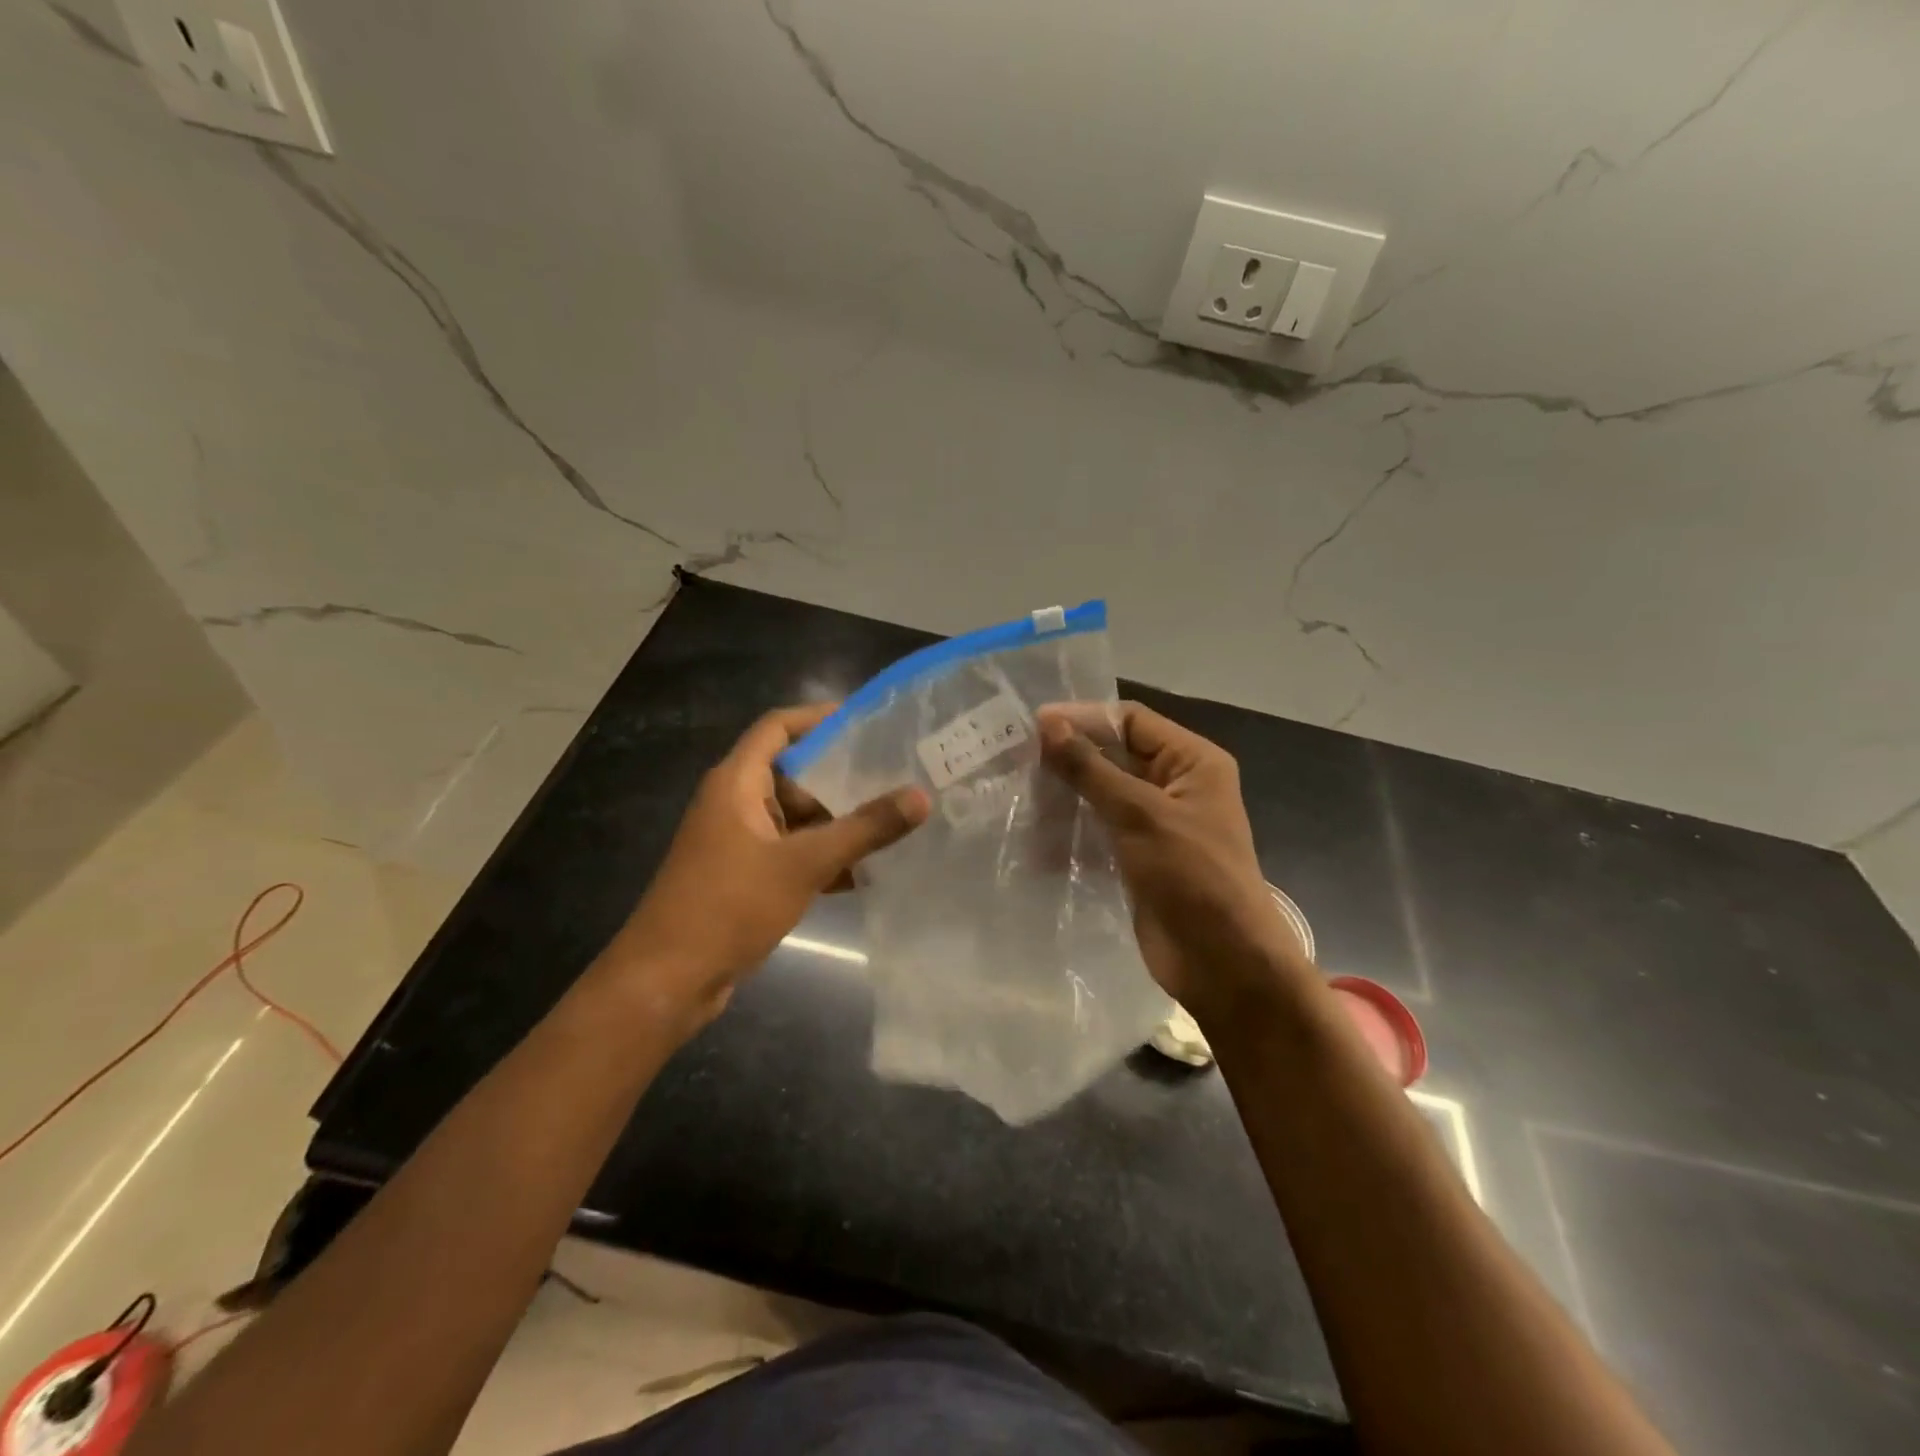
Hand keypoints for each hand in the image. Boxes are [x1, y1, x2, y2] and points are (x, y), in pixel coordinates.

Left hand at [599, 704, 928, 1034]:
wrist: (668, 979)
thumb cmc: (730, 905)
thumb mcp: (804, 863)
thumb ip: (864, 829)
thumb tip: (920, 796)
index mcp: (737, 782)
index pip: (778, 727)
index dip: (819, 717)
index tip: (867, 721)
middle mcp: (734, 802)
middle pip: (793, 773)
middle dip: (840, 777)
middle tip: (894, 776)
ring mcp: (737, 840)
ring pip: (795, 817)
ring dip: (835, 822)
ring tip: (890, 823)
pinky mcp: (742, 874)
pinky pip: (789, 850)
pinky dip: (820, 856)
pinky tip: (862, 873)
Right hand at [1038, 702, 1310, 1022]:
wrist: (1222, 963)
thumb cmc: (1192, 876)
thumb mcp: (1139, 814)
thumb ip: (1091, 768)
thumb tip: (1047, 724)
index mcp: (1192, 762)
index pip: (1131, 721)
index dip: (1084, 718)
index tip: (1033, 726)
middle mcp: (1177, 784)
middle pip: (1116, 754)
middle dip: (1071, 757)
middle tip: (1017, 759)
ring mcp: (1158, 823)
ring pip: (1104, 793)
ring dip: (1067, 794)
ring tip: (1020, 794)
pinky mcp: (1140, 856)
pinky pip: (1101, 828)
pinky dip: (1073, 828)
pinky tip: (1036, 835)